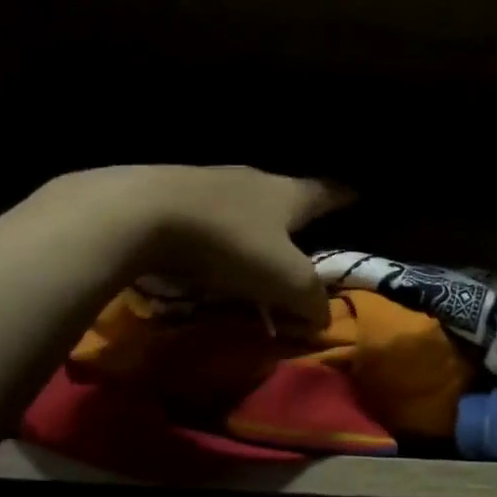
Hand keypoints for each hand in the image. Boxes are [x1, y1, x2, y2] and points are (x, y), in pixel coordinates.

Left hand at [65, 165, 350, 325]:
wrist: (137, 214)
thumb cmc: (228, 243)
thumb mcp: (284, 280)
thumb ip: (311, 299)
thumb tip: (323, 317)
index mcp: (287, 193)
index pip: (327, 191)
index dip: (345, 196)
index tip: (358, 193)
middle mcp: (252, 179)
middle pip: (283, 194)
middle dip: (294, 212)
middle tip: (304, 230)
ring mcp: (208, 181)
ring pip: (242, 202)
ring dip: (251, 222)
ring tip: (254, 245)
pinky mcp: (169, 192)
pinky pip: (206, 213)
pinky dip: (215, 230)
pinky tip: (206, 248)